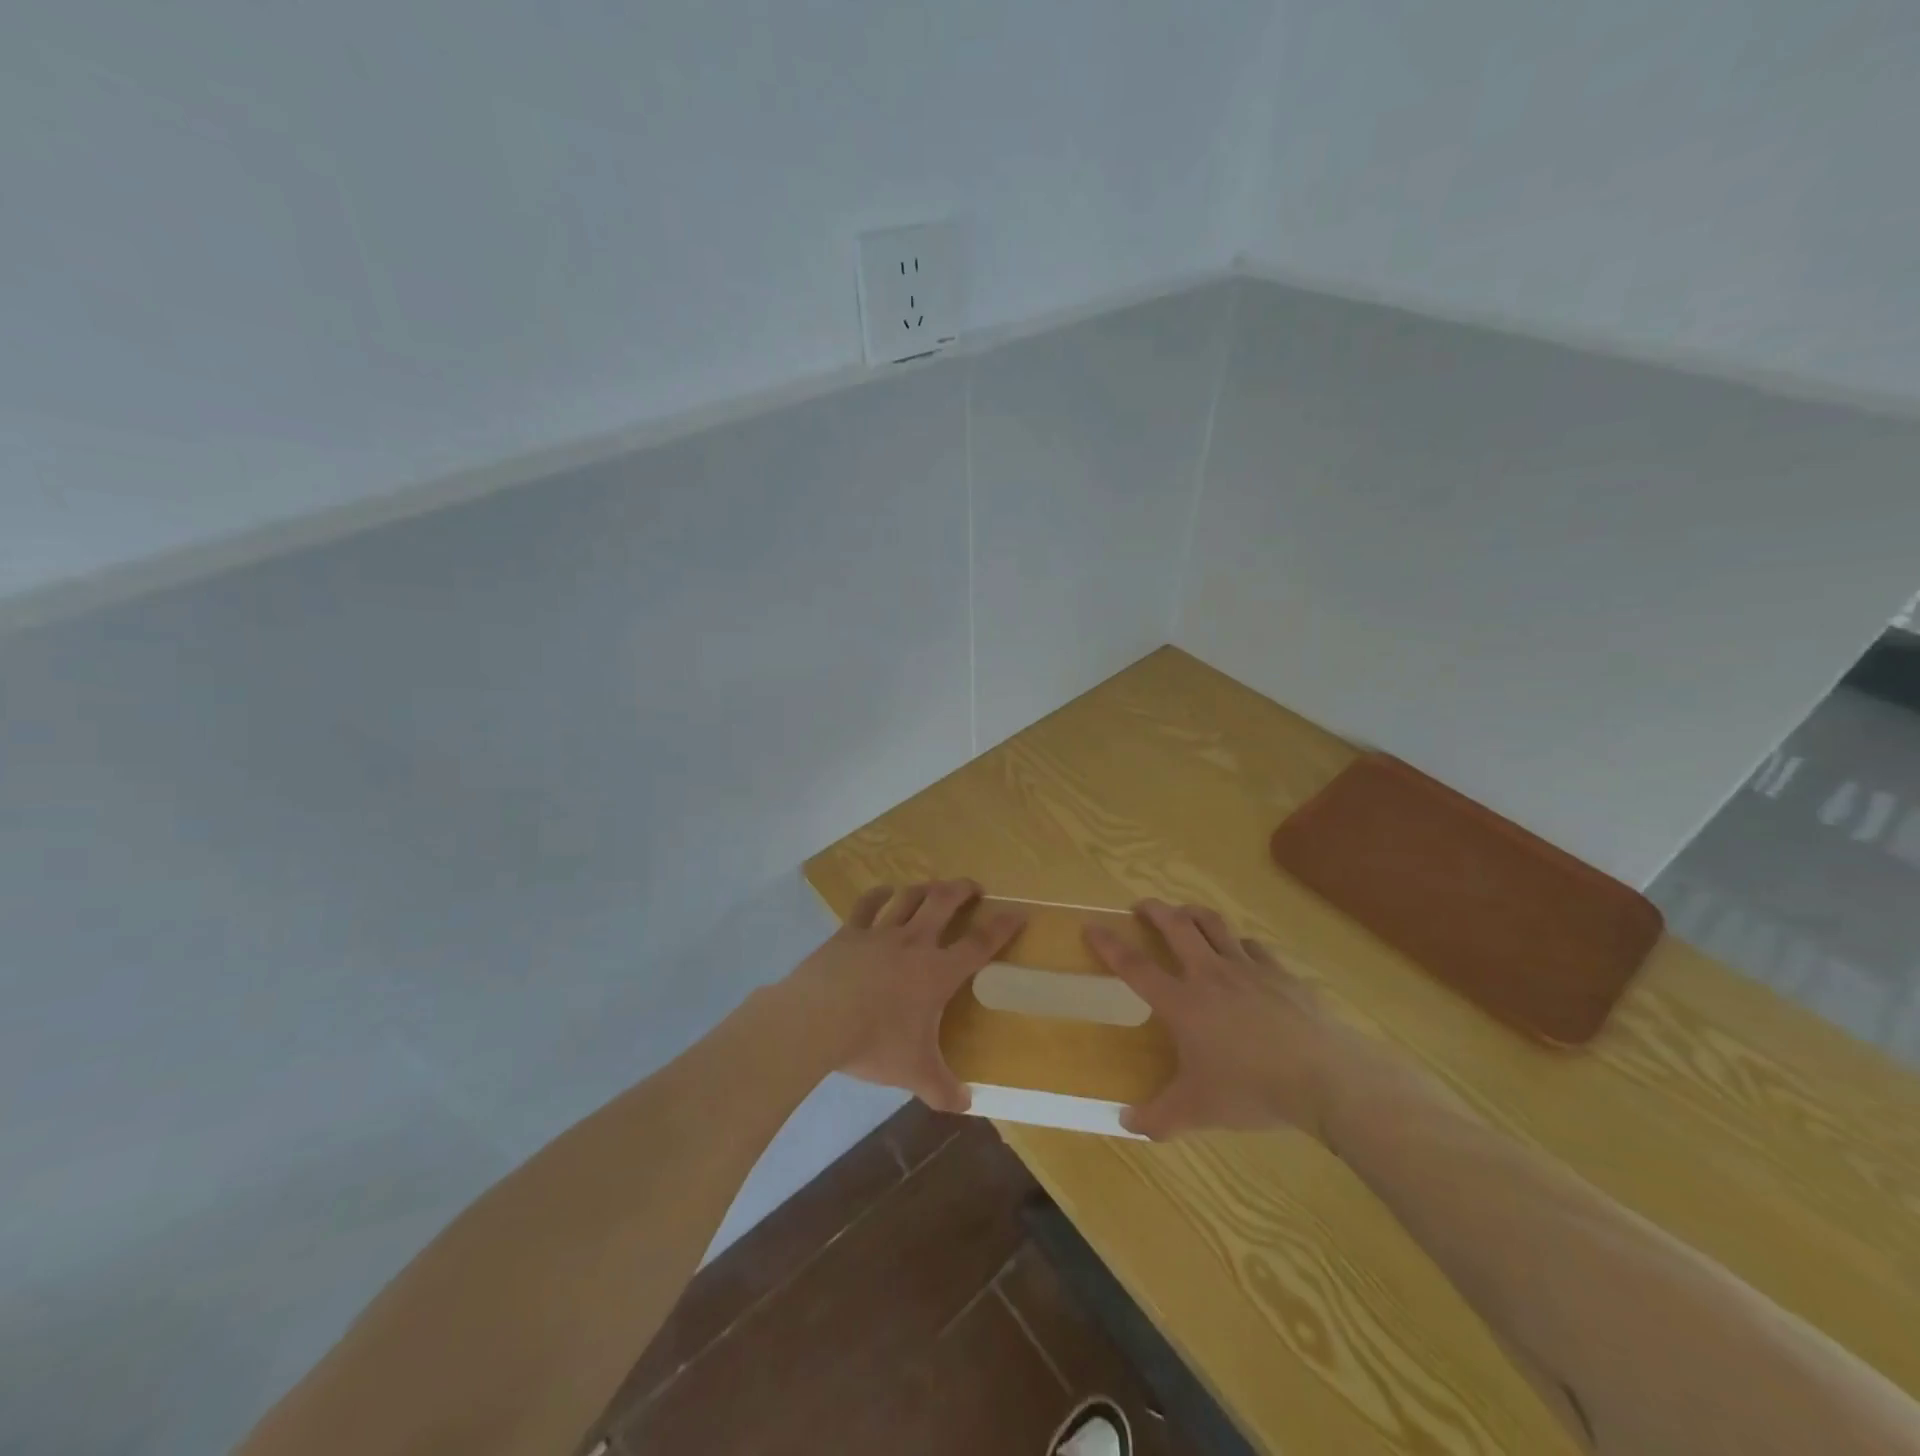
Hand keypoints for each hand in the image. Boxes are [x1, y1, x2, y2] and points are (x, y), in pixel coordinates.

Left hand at [783, 880, 1024, 1113]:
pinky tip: (884, 891)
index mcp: (937, 972)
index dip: (1002, 926)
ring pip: (909, 897)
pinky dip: (878, 894)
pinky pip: (867, 904)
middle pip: (944, 902)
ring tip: (933, 887)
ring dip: (925, 888)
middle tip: (973, 887)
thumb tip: (966, 1106)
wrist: (817, 1020)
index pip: (979, 944)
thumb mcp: (914, 1073)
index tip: (1017, 912)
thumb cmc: (874, 1043)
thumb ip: (943, 1089)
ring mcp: (880, 933)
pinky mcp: (849, 932)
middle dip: (962, 890)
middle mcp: (914, 943)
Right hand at [1085, 899, 1346, 1141]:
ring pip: (1214, 925)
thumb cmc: (1252, 1090)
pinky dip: (1239, 943)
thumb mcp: (1198, 1111)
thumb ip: (1159, 1117)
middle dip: (1154, 910)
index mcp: (1182, 1002)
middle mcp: (1210, 975)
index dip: (1110, 944)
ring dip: (1194, 913)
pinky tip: (1241, 951)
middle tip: (1142, 906)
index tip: (1092, 926)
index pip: (1135, 966)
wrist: (1324, 1077)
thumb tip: (1126, 1123)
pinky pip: (1254, 947)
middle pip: (1176, 926)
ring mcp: (1248, 969)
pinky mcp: (1281, 974)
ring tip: (1185, 913)